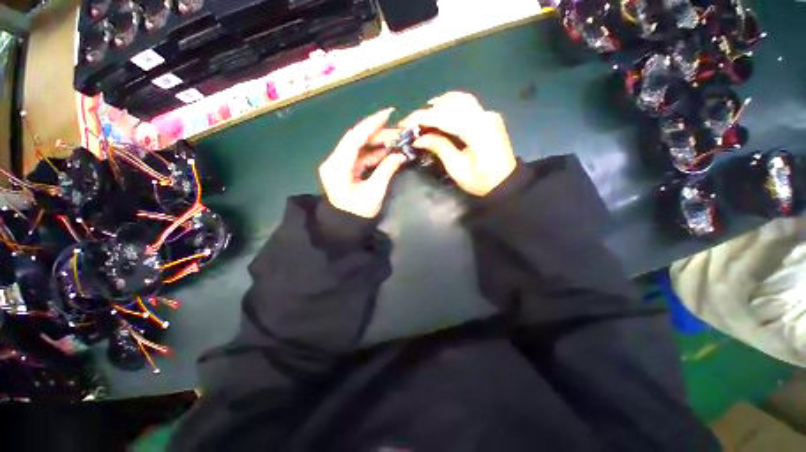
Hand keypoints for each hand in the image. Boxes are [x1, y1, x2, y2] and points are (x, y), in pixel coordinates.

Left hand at [319, 108, 407, 217]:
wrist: (345, 225)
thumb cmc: (358, 213)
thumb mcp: (375, 192)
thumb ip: (387, 170)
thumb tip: (400, 154)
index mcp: (338, 167)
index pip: (354, 138)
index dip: (371, 124)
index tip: (389, 113)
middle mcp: (334, 161)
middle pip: (356, 139)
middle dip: (378, 133)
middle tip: (398, 132)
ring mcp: (338, 164)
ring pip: (358, 146)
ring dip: (377, 142)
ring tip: (396, 140)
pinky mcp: (344, 168)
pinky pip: (359, 155)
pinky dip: (373, 153)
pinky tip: (387, 151)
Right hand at [399, 92, 516, 196]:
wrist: (506, 183)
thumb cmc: (481, 181)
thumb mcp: (457, 169)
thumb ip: (439, 148)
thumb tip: (419, 138)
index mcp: (478, 132)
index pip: (446, 116)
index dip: (423, 117)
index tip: (405, 123)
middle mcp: (485, 116)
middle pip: (452, 103)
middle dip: (428, 111)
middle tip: (412, 123)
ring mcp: (489, 114)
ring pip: (460, 99)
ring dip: (438, 105)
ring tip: (423, 117)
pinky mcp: (489, 116)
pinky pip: (467, 104)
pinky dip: (450, 106)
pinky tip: (440, 113)